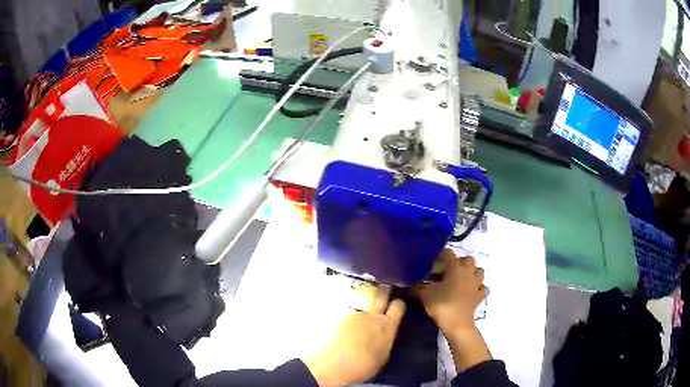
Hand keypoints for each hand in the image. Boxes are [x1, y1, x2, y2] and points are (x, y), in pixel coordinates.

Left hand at [302, 286, 405, 385]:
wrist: (336, 365)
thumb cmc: (364, 366)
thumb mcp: (383, 355)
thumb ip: (385, 340)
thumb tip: (384, 336)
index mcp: (388, 327)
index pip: (398, 306)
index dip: (397, 303)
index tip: (396, 304)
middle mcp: (373, 316)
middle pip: (381, 296)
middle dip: (384, 290)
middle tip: (384, 287)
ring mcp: (355, 315)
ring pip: (361, 311)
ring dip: (360, 316)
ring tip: (354, 330)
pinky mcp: (339, 317)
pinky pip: (347, 318)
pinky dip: (346, 324)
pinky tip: (342, 334)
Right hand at [415, 249, 490, 371]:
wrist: (456, 324)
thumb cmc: (441, 305)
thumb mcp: (424, 295)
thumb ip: (418, 286)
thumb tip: (411, 283)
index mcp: (455, 268)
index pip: (449, 253)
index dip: (441, 255)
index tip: (434, 261)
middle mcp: (468, 272)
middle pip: (468, 259)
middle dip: (460, 262)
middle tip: (449, 270)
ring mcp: (476, 284)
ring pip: (479, 271)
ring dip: (472, 272)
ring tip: (462, 278)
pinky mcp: (480, 296)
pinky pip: (483, 288)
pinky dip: (478, 287)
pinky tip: (472, 291)